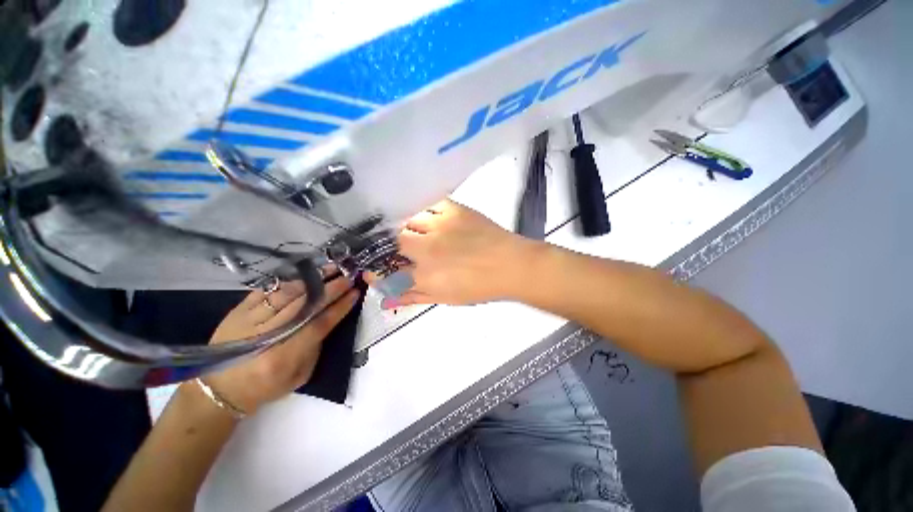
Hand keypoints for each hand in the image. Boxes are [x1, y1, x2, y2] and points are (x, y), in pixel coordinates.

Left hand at [203, 274, 358, 414]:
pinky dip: (289, 280)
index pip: (319, 324)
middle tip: (348, 276)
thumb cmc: (266, 386)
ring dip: (312, 279)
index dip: (340, 307)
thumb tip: (329, 318)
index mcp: (283, 356)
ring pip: (287, 293)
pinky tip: (305, 274)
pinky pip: (268, 289)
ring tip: (331, 269)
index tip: (355, 292)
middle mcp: (267, 335)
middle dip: (330, 288)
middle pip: (305, 305)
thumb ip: (316, 347)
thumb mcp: (299, 376)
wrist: (219, 389)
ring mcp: (250, 320)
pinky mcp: (238, 310)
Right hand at [375, 199, 532, 306]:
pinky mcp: (453, 210)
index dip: (377, 271)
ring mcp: (440, 226)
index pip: (388, 272)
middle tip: (402, 248)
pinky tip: (427, 215)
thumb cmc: (480, 287)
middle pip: (394, 241)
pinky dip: (424, 209)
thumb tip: (386, 300)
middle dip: (392, 246)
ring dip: (407, 226)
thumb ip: (414, 297)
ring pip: (408, 220)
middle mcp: (427, 249)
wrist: (511, 265)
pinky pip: (428, 203)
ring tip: (416, 230)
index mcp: (425, 276)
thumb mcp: (446, 298)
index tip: (373, 268)